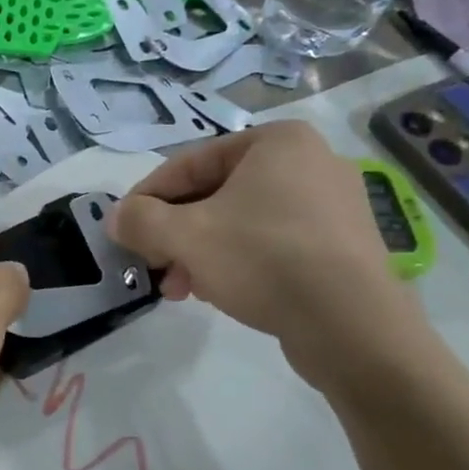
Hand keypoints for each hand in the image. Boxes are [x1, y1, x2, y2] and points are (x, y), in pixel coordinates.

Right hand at [108, 124, 420, 388]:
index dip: (147, 197)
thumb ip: (140, 221)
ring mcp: (333, 206)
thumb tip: (115, 218)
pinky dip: (238, 262)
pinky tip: (219, 293)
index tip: (123, 228)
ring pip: (241, 222)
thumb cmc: (264, 259)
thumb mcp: (186, 236)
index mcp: (278, 141)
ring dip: (200, 252)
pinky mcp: (342, 247)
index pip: (190, 163)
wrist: (353, 327)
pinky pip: (273, 244)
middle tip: (153, 265)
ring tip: (180, 288)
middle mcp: (311, 162)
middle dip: (176, 233)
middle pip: (215, 194)